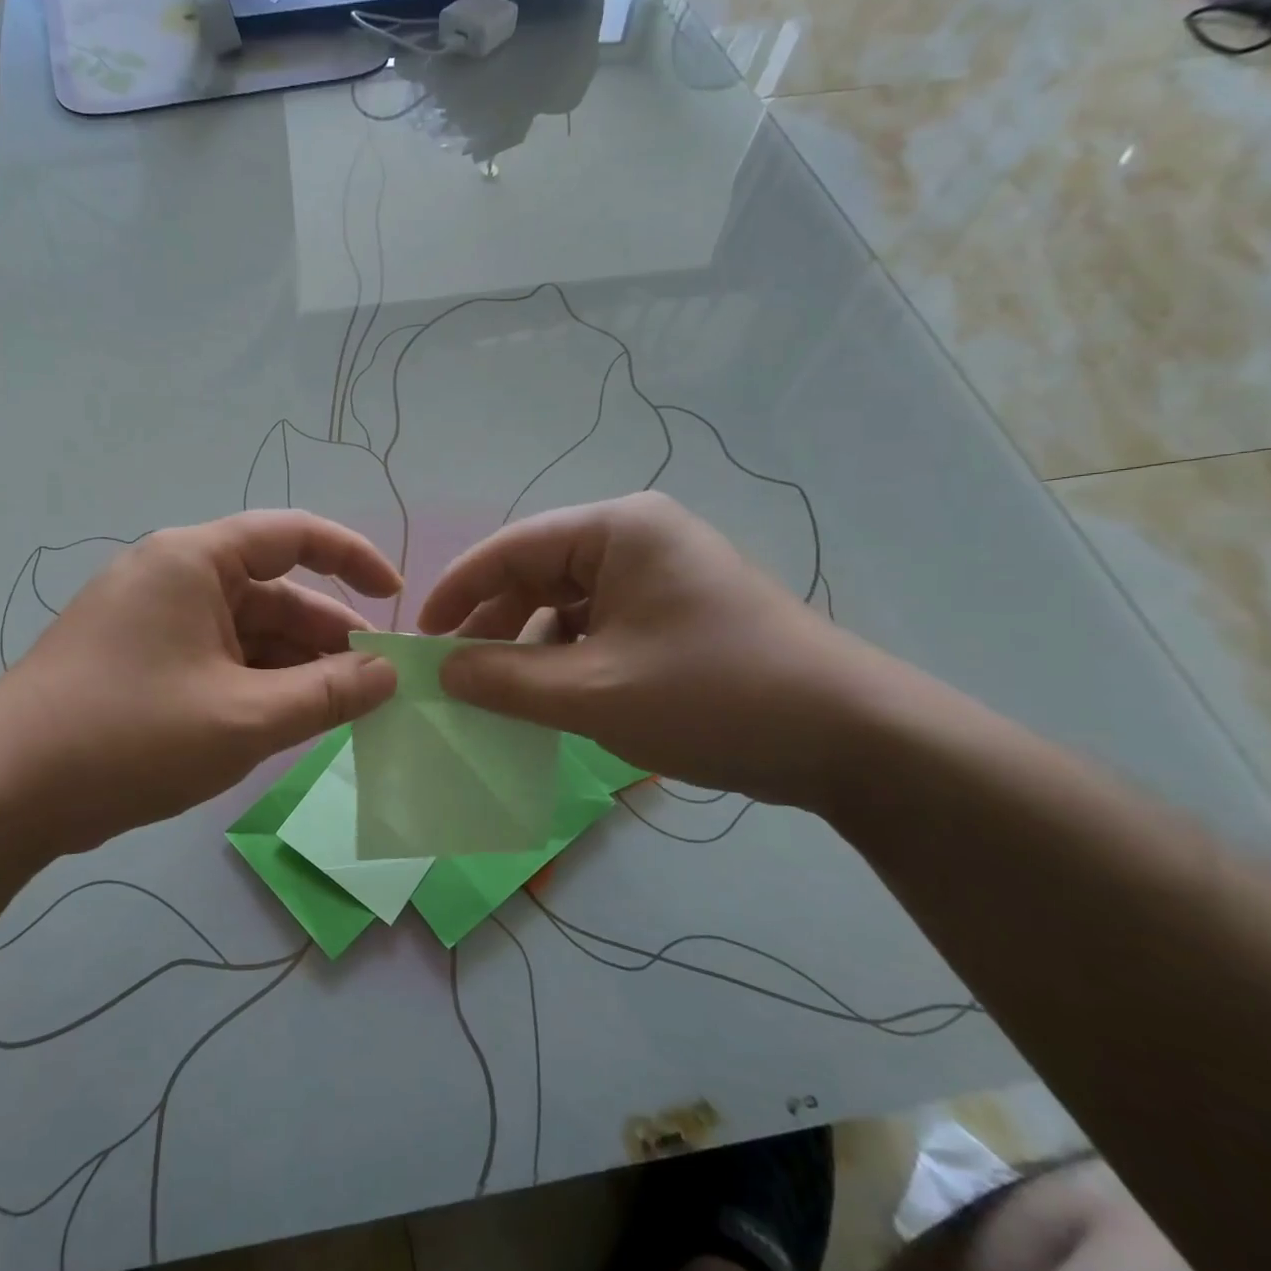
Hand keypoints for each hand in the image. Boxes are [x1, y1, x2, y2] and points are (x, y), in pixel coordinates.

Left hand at [0, 511, 401, 855]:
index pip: (293, 535)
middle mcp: (173, 575)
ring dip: (292, 666)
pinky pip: (216, 656)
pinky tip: (283, 720)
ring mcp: (151, 618)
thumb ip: (327, 693)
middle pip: (272, 591)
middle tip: (374, 683)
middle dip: (326, 635)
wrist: (1, 796)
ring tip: (336, 710)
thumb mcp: (244, 718)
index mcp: (194, 560)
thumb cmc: (129, 738)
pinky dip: (255, 682)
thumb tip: (388, 673)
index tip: (396, 598)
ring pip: (245, 630)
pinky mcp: (137, 658)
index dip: (353, 560)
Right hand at [416, 492, 898, 809]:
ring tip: (492, 692)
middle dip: (492, 624)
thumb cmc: (713, 697)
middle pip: (537, 573)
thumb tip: (441, 669)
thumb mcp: (593, 692)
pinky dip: (565, 658)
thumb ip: (505, 679)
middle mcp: (636, 539)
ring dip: (526, 646)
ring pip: (565, 604)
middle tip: (452, 673)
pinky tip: (545, 696)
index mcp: (617, 529)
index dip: (457, 591)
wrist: (851, 740)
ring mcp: (659, 576)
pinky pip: (597, 627)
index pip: (511, 548)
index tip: (419, 636)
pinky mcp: (674, 613)